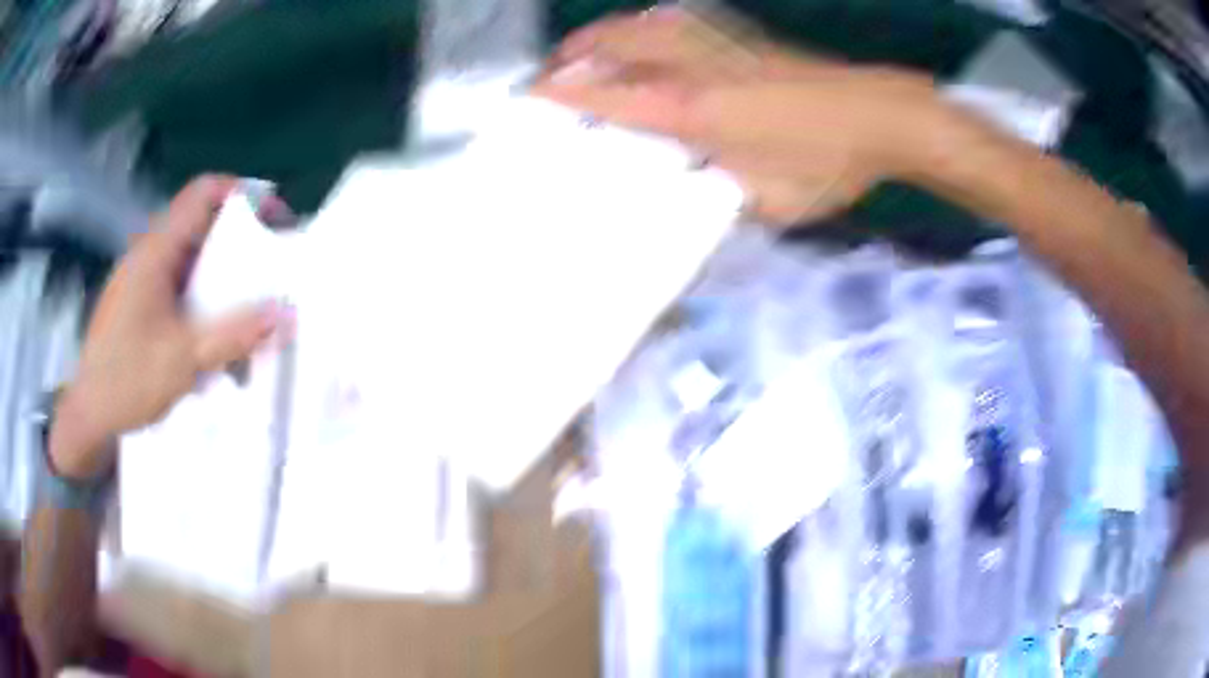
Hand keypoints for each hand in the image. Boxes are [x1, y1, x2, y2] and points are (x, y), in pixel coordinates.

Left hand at [50, 176, 286, 479]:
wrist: (87, 415)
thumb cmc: (126, 381)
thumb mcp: (182, 361)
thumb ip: (233, 336)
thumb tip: (287, 316)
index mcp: (156, 250)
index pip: (205, 192)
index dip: (244, 194)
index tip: (275, 223)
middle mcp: (150, 252)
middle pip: (203, 224)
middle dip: (240, 242)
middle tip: (269, 273)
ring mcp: (143, 277)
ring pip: (191, 257)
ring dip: (221, 276)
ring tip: (244, 312)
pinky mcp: (140, 301)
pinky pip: (179, 283)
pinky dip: (203, 297)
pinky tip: (210, 335)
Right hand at [535, 9, 953, 224]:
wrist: (879, 117)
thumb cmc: (828, 164)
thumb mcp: (772, 203)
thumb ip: (724, 200)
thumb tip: (696, 196)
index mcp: (696, 111)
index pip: (612, 94)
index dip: (566, 92)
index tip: (532, 94)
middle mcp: (697, 69)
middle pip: (621, 44)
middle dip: (577, 52)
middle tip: (554, 70)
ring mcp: (722, 47)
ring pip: (648, 25)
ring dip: (609, 32)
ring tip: (588, 47)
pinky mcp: (745, 39)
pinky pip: (681, 21)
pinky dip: (650, 24)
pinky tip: (648, 31)